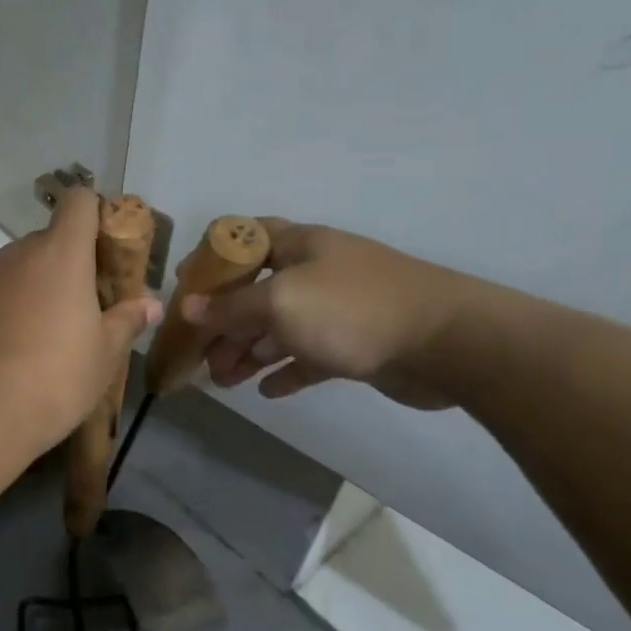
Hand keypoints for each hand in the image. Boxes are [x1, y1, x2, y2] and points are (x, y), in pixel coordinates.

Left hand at [0, 188, 161, 448]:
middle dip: (69, 263)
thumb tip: (151, 304)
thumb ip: (127, 321)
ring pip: (19, 269)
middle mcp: (17, 255)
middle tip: (85, 307)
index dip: (95, 215)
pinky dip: (7, 310)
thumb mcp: (104, 355)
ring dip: (36, 288)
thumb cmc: (54, 379)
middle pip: (49, 240)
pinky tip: (12, 352)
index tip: (106, 251)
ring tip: (47, 336)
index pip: (78, 202)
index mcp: (60, 254)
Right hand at [182, 222, 486, 408]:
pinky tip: (268, 390)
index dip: (211, 260)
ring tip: (225, 381)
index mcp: (299, 246)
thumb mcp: (281, 302)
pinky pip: (309, 356)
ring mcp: (337, 309)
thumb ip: (232, 307)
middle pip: (256, 292)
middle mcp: (315, 271)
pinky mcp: (355, 344)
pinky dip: (286, 371)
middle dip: (225, 324)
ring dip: (249, 352)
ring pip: (279, 328)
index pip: (244, 239)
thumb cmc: (352, 310)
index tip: (185, 290)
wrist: (445, 342)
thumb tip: (191, 309)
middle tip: (201, 356)